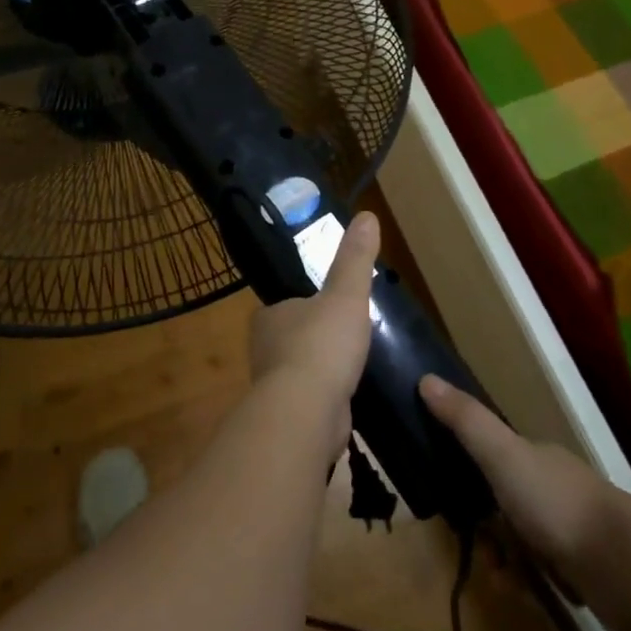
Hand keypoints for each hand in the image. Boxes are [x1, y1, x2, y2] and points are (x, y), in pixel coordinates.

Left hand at [248, 211, 381, 433]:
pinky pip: (311, 398)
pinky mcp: (289, 416)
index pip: (287, 304)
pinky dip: (327, 396)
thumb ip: (355, 259)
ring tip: (353, 365)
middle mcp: (263, 349)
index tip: (334, 306)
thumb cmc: (322, 345)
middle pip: (294, 336)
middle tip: (351, 335)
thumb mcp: (345, 294)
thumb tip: (367, 215)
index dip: (309, 304)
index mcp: (268, 316)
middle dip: (317, 337)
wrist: (307, 413)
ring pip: (301, 369)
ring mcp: (274, 385)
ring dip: (322, 369)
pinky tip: (348, 396)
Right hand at [419, 373, 630, 627]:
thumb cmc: (557, 503)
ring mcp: (571, 529)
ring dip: (502, 559)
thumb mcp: (502, 455)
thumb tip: (425, 378)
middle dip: (483, 525)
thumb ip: (466, 421)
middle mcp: (552, 487)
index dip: (467, 470)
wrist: (628, 566)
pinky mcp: (584, 571)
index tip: (446, 490)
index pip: (492, 454)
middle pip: (502, 502)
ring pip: (520, 541)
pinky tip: (521, 593)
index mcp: (535, 456)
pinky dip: (526, 583)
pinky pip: (541, 574)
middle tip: (471, 542)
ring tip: (500, 576)